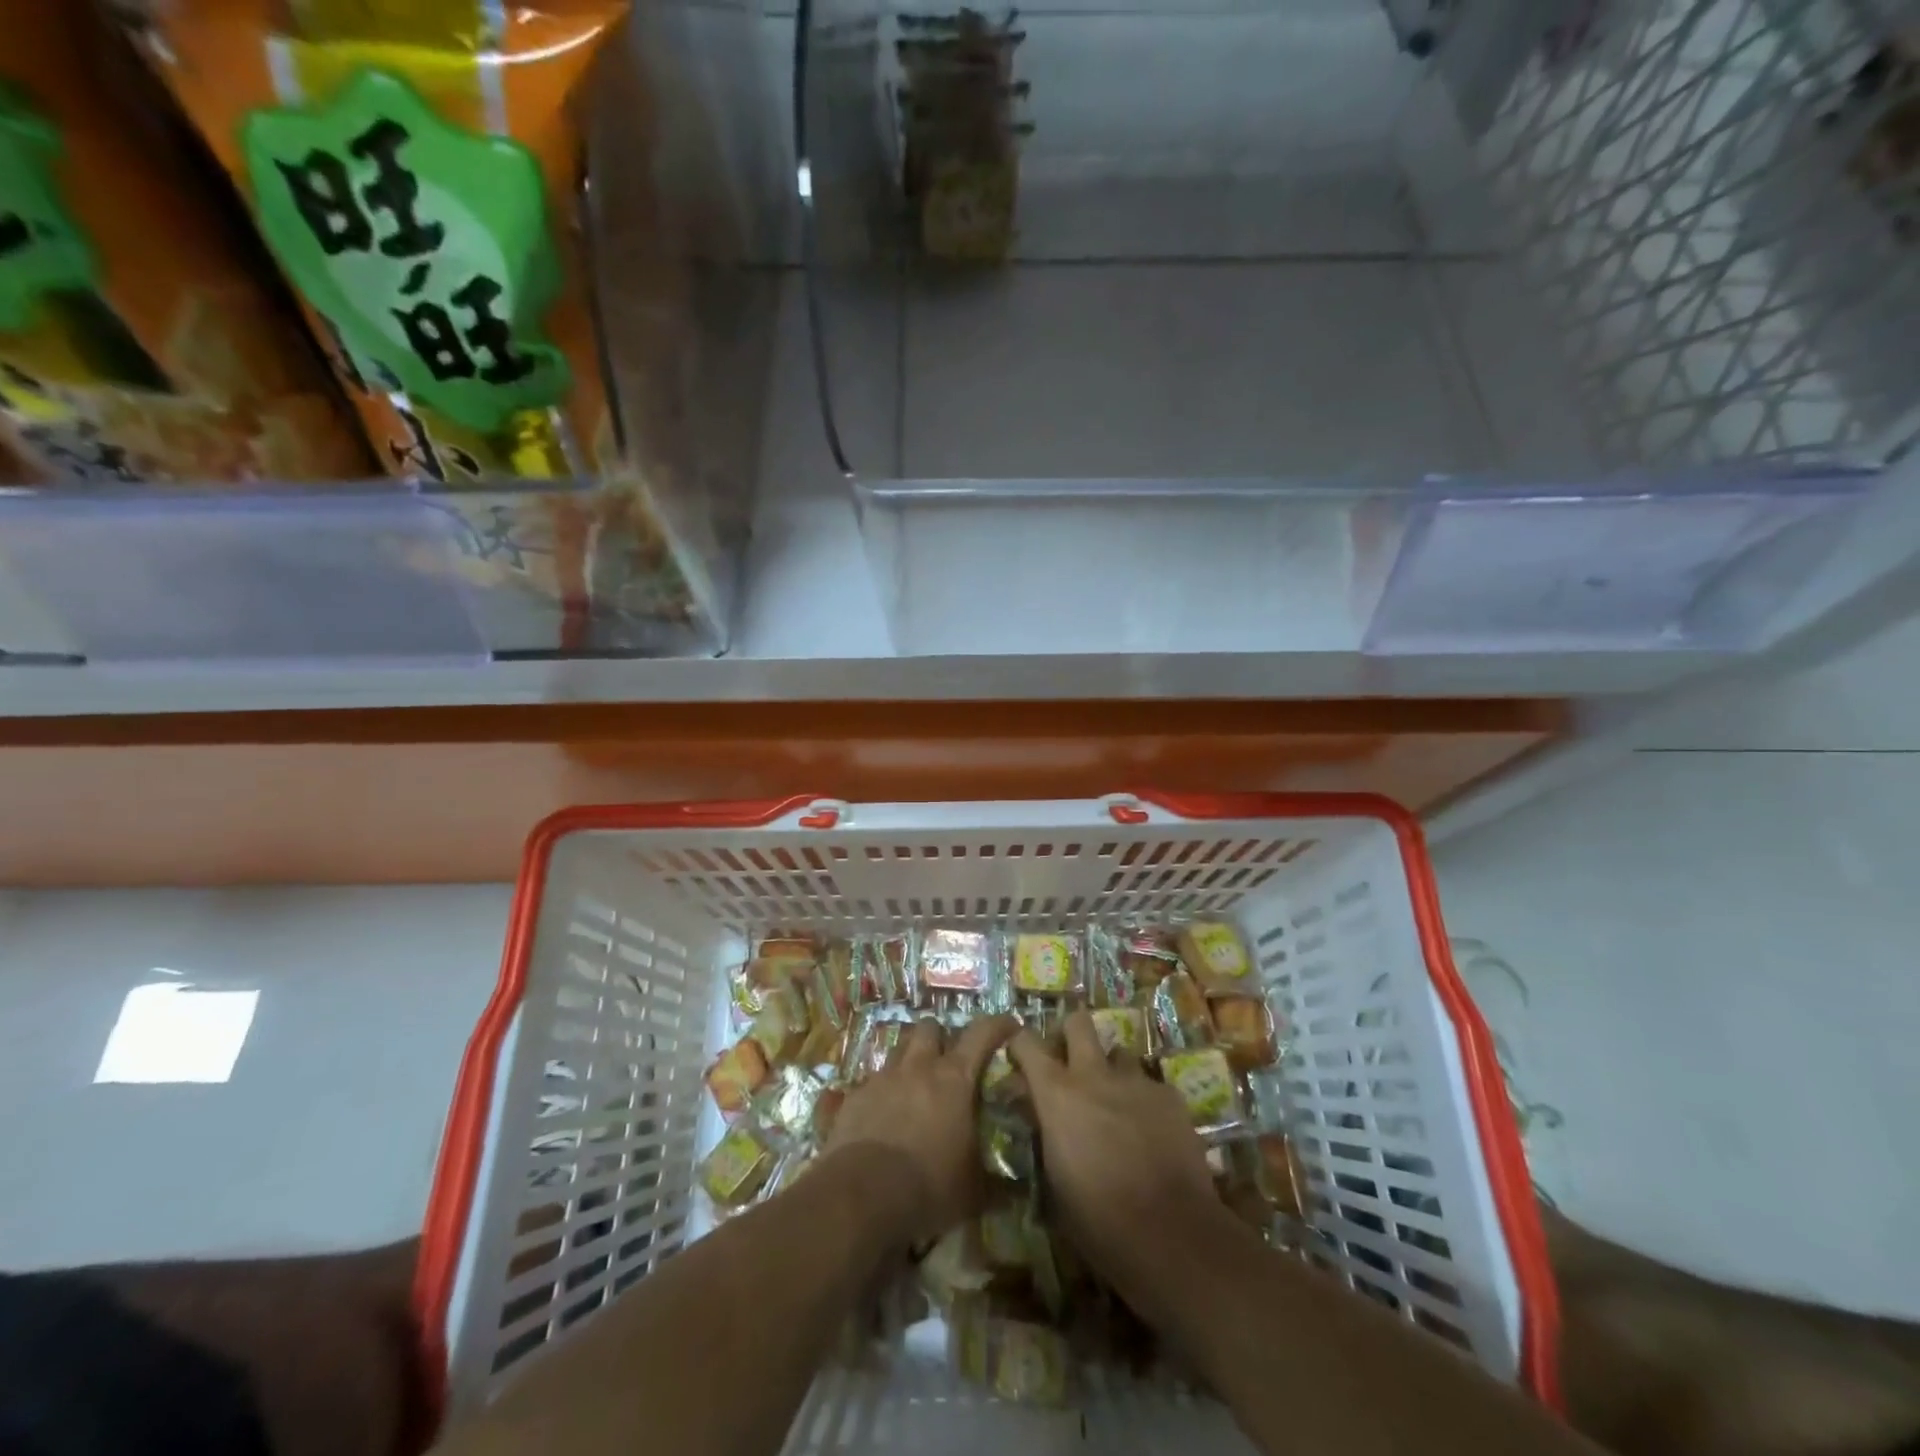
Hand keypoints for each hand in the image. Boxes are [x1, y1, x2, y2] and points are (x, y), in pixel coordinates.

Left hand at [825, 1015, 1016, 1246]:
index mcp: (954, 1080)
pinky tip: (880, 1118)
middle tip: (947, 1062)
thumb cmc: (928, 1187)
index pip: (982, 1034)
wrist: (859, 1196)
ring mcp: (882, 1079)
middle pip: (930, 1029)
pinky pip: (869, 1083)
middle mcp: (918, 1067)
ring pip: (898, 1051)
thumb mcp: (972, 1192)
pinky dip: (879, 1094)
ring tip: (913, 1087)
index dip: (998, 1025)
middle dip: (940, 1039)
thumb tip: (1011, 1191)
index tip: (1010, 1025)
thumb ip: (992, 1181)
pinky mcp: (853, 1097)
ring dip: (909, 1062)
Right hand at [1009, 1010, 1224, 1304]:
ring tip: (1117, 1104)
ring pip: (1119, 1053)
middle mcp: (1094, 1074)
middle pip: (1078, 1022)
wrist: (1171, 1235)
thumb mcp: (1053, 1181)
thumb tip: (1037, 1116)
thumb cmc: (1099, 1220)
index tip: (1018, 1059)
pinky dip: (1146, 1102)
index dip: (1019, 1045)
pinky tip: (1152, 1133)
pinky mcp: (1171, 1096)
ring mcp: (1136, 1081)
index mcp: (1056, 1093)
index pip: (1026, 1042)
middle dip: (1071, 1035)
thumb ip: (1044, 1135)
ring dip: (1112, 1072)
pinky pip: (1151, 1086)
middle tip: (1070, 1063)